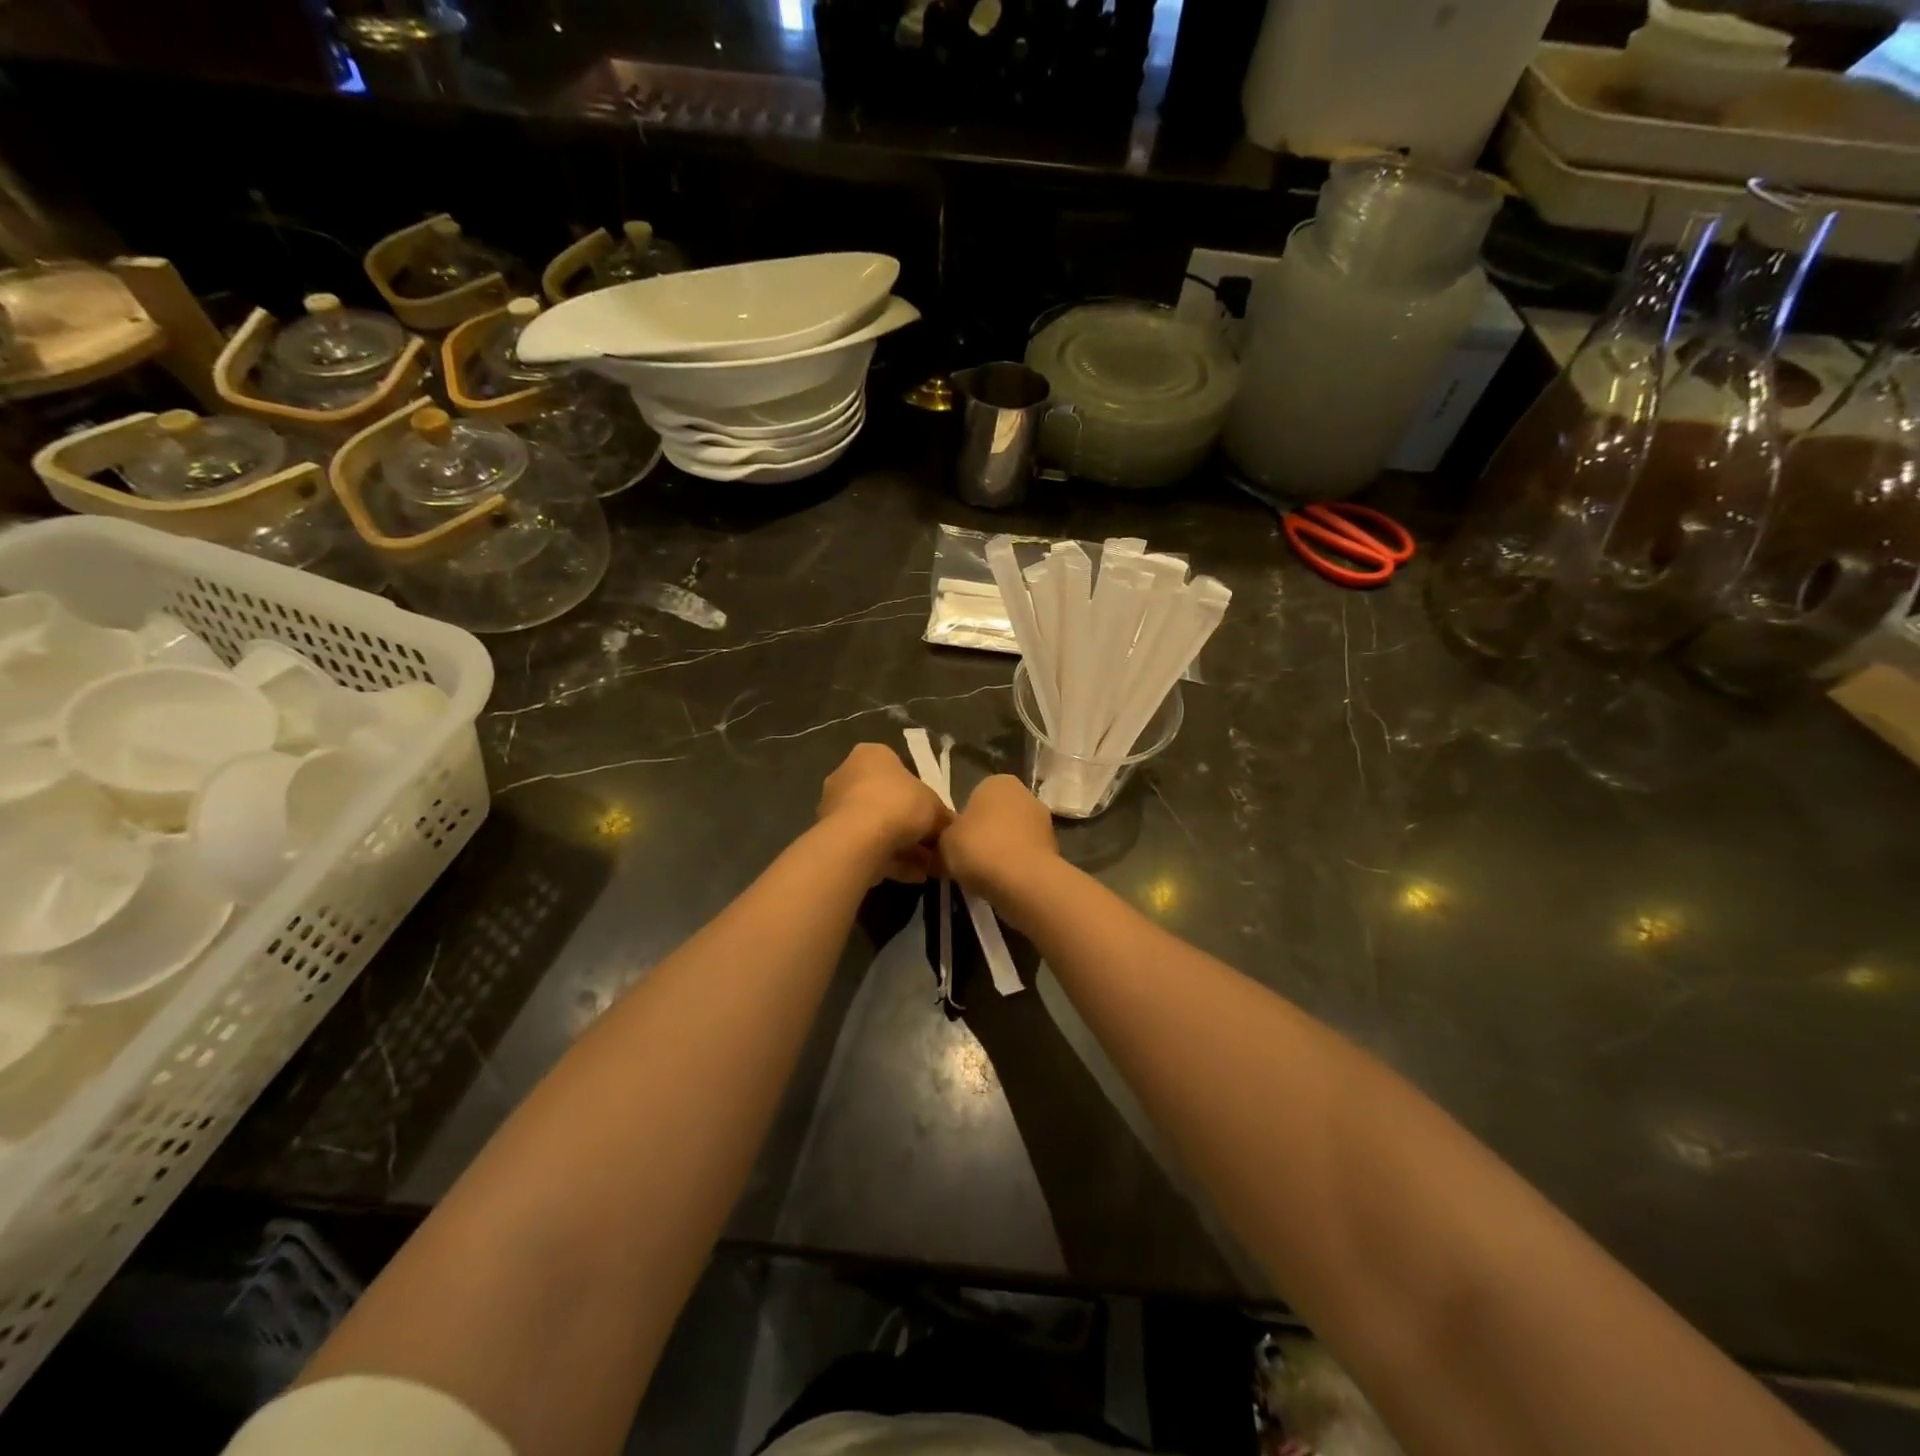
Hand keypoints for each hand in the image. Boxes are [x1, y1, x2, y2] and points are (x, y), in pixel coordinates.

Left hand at [817, 743, 951, 882]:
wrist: (859, 839)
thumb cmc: (899, 804)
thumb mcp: (935, 807)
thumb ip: (943, 816)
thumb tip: (950, 828)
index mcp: (871, 755)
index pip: (899, 770)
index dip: (922, 796)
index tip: (936, 818)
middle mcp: (847, 775)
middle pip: (887, 801)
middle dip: (911, 826)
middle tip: (934, 846)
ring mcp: (835, 807)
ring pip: (877, 827)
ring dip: (903, 847)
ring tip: (928, 868)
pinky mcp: (831, 837)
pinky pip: (866, 846)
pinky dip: (890, 860)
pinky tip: (913, 876)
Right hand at [939, 775, 1057, 903]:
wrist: (1023, 880)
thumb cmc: (979, 848)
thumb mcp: (945, 841)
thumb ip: (945, 836)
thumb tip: (948, 842)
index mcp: (998, 782)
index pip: (975, 796)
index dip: (964, 820)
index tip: (957, 841)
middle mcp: (1025, 794)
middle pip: (997, 815)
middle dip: (985, 834)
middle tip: (968, 858)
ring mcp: (1044, 821)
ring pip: (1013, 836)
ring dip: (1001, 851)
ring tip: (984, 875)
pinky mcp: (1055, 848)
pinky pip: (1025, 855)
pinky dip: (1015, 866)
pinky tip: (1003, 883)